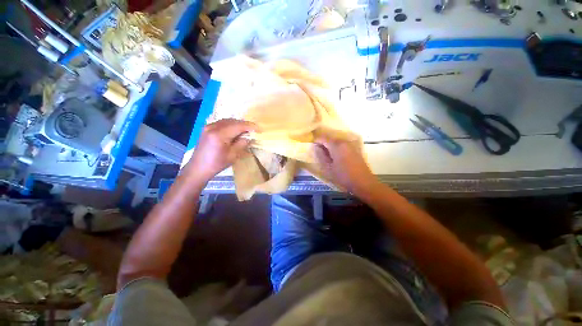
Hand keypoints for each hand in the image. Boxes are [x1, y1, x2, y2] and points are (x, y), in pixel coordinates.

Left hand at [185, 119, 256, 183]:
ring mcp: (208, 126)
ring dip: (238, 124)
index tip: (259, 129)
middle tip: (254, 130)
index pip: (238, 126)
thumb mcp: (233, 155)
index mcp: (219, 134)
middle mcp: (213, 127)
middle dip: (244, 125)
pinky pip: (222, 123)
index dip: (250, 126)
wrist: (198, 168)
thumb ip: (242, 143)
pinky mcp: (207, 128)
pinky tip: (235, 130)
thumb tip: (249, 136)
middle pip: (233, 121)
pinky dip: (230, 125)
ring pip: (227, 121)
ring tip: (246, 130)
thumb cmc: (217, 164)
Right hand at [314, 134, 377, 194]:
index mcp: (336, 145)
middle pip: (330, 138)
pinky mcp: (355, 149)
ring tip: (326, 155)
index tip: (312, 146)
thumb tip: (316, 147)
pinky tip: (336, 157)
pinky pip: (342, 145)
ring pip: (336, 141)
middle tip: (318, 152)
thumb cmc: (343, 176)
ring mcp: (351, 144)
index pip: (323, 137)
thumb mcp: (328, 168)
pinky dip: (337, 148)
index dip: (316, 141)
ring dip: (330, 146)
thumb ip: (320, 156)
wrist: (363, 182)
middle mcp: (344, 141)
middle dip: (323, 143)